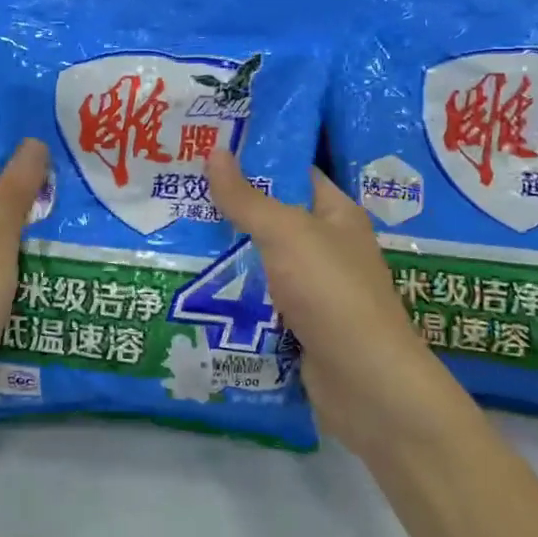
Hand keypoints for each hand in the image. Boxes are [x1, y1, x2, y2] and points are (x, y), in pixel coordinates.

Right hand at [206, 149, 471, 462]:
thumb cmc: (331, 292)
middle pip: (272, 219)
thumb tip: (215, 151)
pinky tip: (191, 287)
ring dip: (226, 256)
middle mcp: (327, 248)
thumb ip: (247, 198)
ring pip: (262, 263)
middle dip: (229, 210)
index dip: (256, 160)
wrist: (365, 385)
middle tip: (177, 194)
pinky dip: (233, 296)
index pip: (295, 173)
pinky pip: (259, 302)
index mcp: (336, 214)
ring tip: (172, 236)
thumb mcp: (286, 234)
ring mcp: (314, 291)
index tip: (208, 151)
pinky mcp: (298, 327)